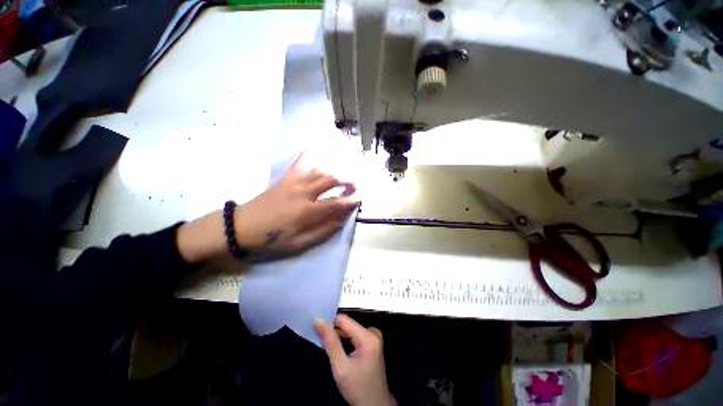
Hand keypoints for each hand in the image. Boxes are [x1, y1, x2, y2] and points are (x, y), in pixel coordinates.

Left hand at [234, 154, 358, 253]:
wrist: (242, 226)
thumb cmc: (272, 238)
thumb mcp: (300, 243)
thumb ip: (323, 230)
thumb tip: (341, 219)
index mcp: (307, 211)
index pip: (335, 203)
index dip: (349, 201)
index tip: (359, 199)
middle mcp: (303, 192)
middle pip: (330, 180)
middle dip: (346, 181)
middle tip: (354, 185)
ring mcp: (293, 183)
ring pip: (319, 171)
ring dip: (333, 173)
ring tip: (341, 177)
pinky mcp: (285, 179)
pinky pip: (300, 164)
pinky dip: (308, 157)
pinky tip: (313, 152)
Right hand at [315, 314, 395, 405]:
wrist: (375, 405)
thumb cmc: (358, 389)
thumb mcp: (341, 367)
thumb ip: (330, 342)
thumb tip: (319, 322)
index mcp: (368, 336)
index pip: (344, 320)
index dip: (329, 322)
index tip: (316, 326)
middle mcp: (373, 332)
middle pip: (348, 324)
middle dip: (334, 331)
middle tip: (320, 339)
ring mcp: (374, 336)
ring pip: (350, 329)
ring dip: (338, 336)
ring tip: (327, 344)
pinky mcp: (372, 342)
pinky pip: (354, 335)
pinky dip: (345, 340)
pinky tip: (337, 348)